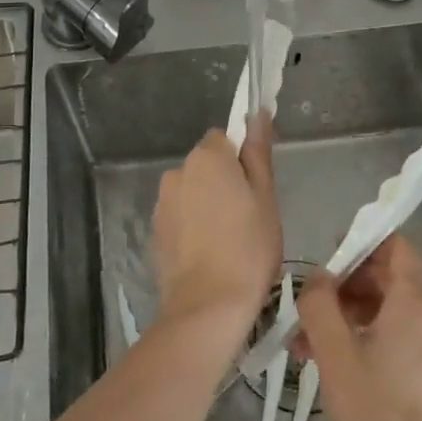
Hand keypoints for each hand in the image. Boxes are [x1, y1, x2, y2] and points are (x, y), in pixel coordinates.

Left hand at [151, 116, 281, 337]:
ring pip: (192, 192)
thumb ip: (258, 152)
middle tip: (250, 217)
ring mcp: (162, 203)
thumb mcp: (265, 197)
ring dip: (207, 205)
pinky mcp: (155, 232)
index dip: (241, 159)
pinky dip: (193, 227)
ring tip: (230, 241)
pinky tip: (210, 254)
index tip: (256, 187)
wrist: (207, 307)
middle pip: (206, 165)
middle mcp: (177, 172)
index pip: (224, 138)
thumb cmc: (248, 248)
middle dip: (224, 182)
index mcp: (206, 158)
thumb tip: (257, 113)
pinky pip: (180, 217)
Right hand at [296, 237, 421, 420]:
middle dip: (344, 288)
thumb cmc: (377, 411)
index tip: (327, 262)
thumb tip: (317, 278)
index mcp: (414, 302)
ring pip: (387, 312)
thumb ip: (319, 304)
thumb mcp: (334, 352)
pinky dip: (365, 340)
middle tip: (307, 311)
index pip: (395, 246)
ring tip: (308, 346)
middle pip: (387, 279)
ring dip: (348, 318)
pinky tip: (333, 368)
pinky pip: (395, 339)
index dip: (360, 243)